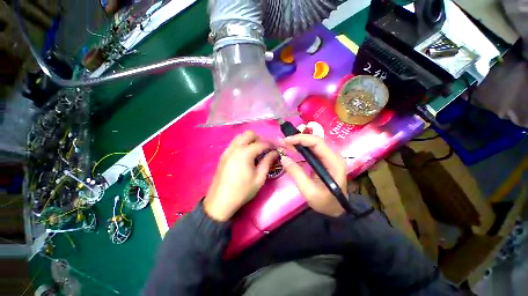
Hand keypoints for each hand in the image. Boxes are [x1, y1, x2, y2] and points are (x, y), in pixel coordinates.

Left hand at [204, 131, 277, 221]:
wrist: (220, 201)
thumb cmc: (242, 191)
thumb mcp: (259, 178)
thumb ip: (267, 162)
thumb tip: (274, 153)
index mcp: (245, 153)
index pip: (261, 143)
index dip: (270, 145)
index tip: (276, 149)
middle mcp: (235, 148)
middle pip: (249, 134)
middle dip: (259, 139)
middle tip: (264, 149)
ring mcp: (227, 151)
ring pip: (240, 137)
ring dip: (249, 140)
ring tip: (255, 151)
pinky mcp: (223, 155)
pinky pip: (234, 143)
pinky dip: (242, 144)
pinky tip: (245, 155)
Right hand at [280, 134, 346, 216]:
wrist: (337, 209)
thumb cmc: (325, 202)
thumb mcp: (308, 191)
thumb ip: (296, 174)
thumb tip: (283, 158)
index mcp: (333, 162)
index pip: (317, 142)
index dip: (301, 139)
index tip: (286, 140)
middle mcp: (333, 156)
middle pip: (315, 141)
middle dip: (298, 139)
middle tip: (283, 141)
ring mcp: (329, 157)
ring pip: (313, 144)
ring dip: (299, 143)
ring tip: (285, 144)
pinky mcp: (324, 160)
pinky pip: (312, 150)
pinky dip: (301, 148)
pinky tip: (292, 149)